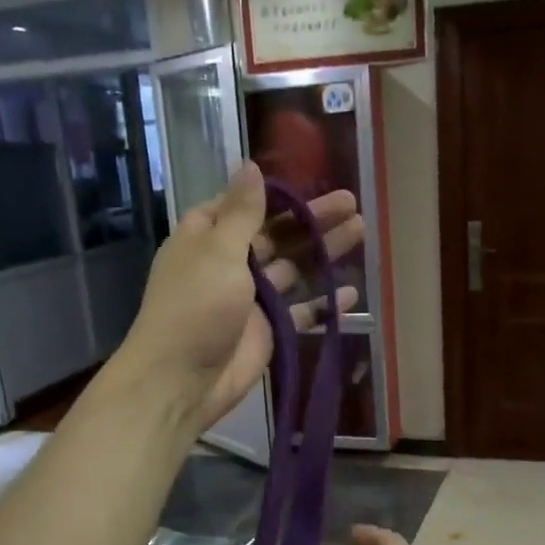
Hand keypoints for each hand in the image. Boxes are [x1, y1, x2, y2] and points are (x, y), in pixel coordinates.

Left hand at [113, 163, 363, 434]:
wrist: (183, 379)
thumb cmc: (196, 306)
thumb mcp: (218, 249)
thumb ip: (242, 211)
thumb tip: (249, 165)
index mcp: (208, 238)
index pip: (242, 206)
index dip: (274, 196)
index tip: (308, 183)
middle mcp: (230, 264)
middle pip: (277, 234)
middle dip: (311, 219)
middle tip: (351, 203)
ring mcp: (251, 299)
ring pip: (294, 269)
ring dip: (324, 252)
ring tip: (360, 232)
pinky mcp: (269, 330)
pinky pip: (302, 311)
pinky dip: (325, 303)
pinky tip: (352, 292)